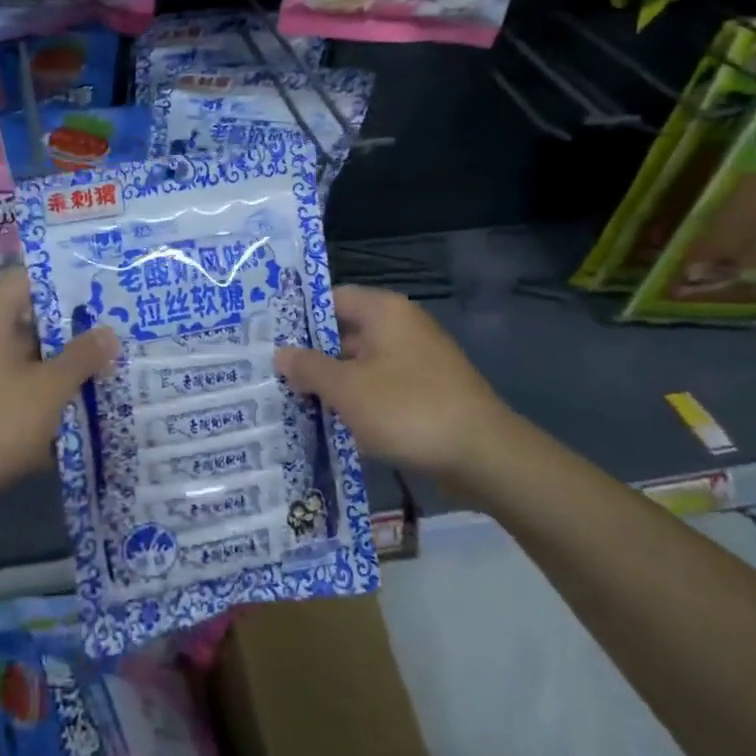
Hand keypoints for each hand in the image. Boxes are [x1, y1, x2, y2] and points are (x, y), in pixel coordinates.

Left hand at [0, 268, 117, 518]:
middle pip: (28, 320)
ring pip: (23, 358)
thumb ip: (80, 358)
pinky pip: (12, 386)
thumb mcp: (47, 391)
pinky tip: (72, 410)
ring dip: (57, 366)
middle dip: (70, 330)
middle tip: (111, 334)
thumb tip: (108, 332)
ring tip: (102, 371)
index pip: (26, 279)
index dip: (62, 280)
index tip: (98, 290)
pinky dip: (38, 393)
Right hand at [274, 286, 511, 484]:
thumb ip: (309, 368)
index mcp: (384, 311)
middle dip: (313, 356)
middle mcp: (402, 327)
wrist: (485, 455)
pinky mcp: (428, 392)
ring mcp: (418, 360)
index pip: (332, 299)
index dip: (300, 317)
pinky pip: (382, 387)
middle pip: (346, 332)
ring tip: (295, 401)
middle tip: (275, 374)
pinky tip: (334, 423)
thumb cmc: (407, 409)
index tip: (270, 338)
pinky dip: (359, 401)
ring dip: (334, 383)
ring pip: (362, 364)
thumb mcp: (347, 389)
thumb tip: (281, 354)